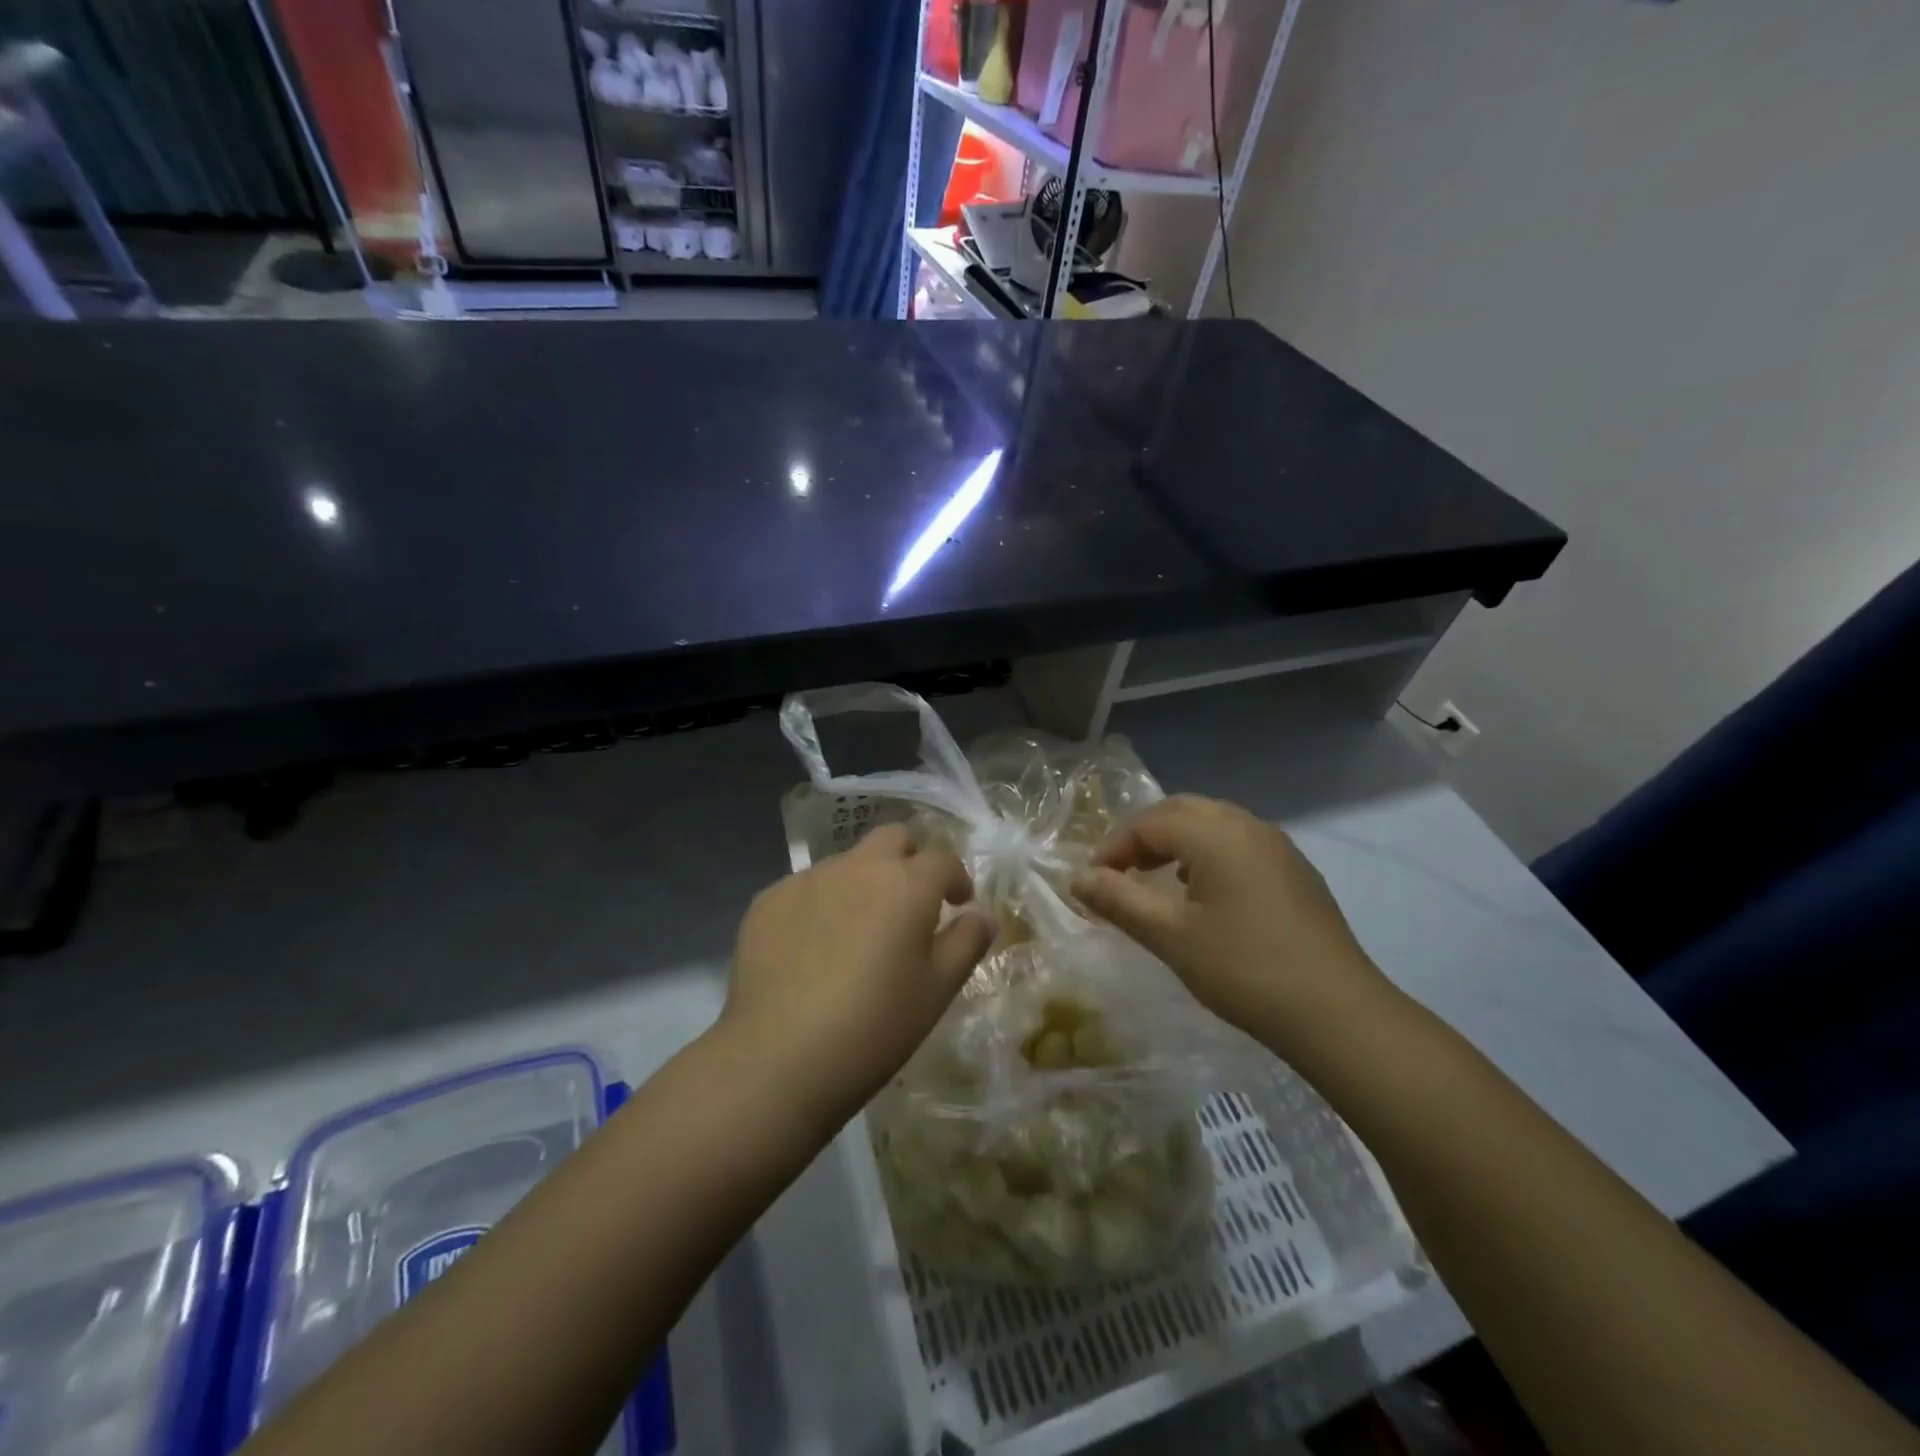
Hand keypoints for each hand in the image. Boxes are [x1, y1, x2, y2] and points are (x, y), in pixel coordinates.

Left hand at [726, 824, 996, 1124]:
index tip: (958, 904)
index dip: (956, 878)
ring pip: (846, 863)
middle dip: (908, 860)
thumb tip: (983, 914)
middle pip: (892, 839)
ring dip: (862, 883)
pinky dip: (820, 906)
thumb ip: (966, 942)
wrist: (779, 1057)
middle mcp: (858, 867)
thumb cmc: (875, 1025)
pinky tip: (811, 951)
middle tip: (909, 904)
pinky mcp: (768, 901)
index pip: (943, 859)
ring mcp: (807, 879)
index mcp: (907, 884)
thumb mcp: (937, 990)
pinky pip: (805, 889)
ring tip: (856, 934)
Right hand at [1071, 795, 1392, 1058]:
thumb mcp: (1170, 937)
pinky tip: (1205, 892)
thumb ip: (1119, 901)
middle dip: (1144, 835)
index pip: (1149, 823)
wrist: (1337, 1013)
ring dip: (1177, 841)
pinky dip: (1209, 853)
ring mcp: (1278, 846)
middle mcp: (1248, 826)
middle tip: (1121, 872)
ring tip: (1158, 879)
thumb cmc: (1244, 970)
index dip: (1114, 847)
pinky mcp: (1296, 871)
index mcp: (1216, 835)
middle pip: (1182, 810)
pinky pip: (1239, 842)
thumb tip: (1078, 878)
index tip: (1093, 882)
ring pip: (1214, 823)